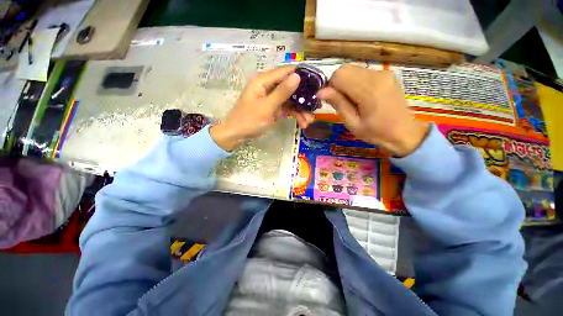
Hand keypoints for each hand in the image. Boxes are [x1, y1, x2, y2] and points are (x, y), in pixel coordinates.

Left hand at [211, 66, 314, 150]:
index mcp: (264, 81)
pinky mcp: (274, 107)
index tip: (317, 82)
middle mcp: (269, 86)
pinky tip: (302, 123)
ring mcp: (272, 98)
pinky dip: (295, 115)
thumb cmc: (249, 120)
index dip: (302, 74)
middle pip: (291, 87)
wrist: (237, 135)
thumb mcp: (267, 107)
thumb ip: (282, 92)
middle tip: (316, 107)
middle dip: (303, 99)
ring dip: (301, 110)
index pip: (286, 71)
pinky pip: (287, 108)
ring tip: (309, 121)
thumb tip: (297, 75)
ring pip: (291, 100)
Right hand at [317, 65, 429, 156]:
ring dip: (346, 83)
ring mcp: (383, 73)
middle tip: (341, 102)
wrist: (404, 132)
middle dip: (337, 84)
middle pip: (344, 69)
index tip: (332, 101)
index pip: (339, 75)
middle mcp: (377, 75)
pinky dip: (355, 82)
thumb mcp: (353, 123)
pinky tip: (360, 97)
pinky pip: (362, 72)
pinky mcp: (386, 74)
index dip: (330, 87)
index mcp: (369, 90)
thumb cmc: (376, 133)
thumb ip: (338, 104)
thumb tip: (321, 92)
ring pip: (352, 69)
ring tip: (351, 101)